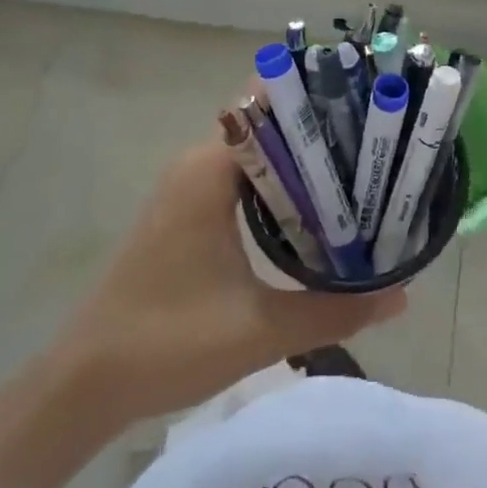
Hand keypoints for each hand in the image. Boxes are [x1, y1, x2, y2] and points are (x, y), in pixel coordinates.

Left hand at [48, 138, 405, 434]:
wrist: (83, 385)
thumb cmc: (167, 344)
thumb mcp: (260, 330)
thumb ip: (335, 309)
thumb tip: (403, 296)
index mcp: (211, 169)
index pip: (273, 105)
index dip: (322, 101)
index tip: (371, 109)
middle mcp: (199, 164)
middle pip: (271, 125)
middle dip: (323, 131)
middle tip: (380, 146)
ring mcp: (189, 187)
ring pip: (259, 153)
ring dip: (303, 160)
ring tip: (362, 172)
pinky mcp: (186, 212)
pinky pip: (244, 177)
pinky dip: (282, 183)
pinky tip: (317, 209)